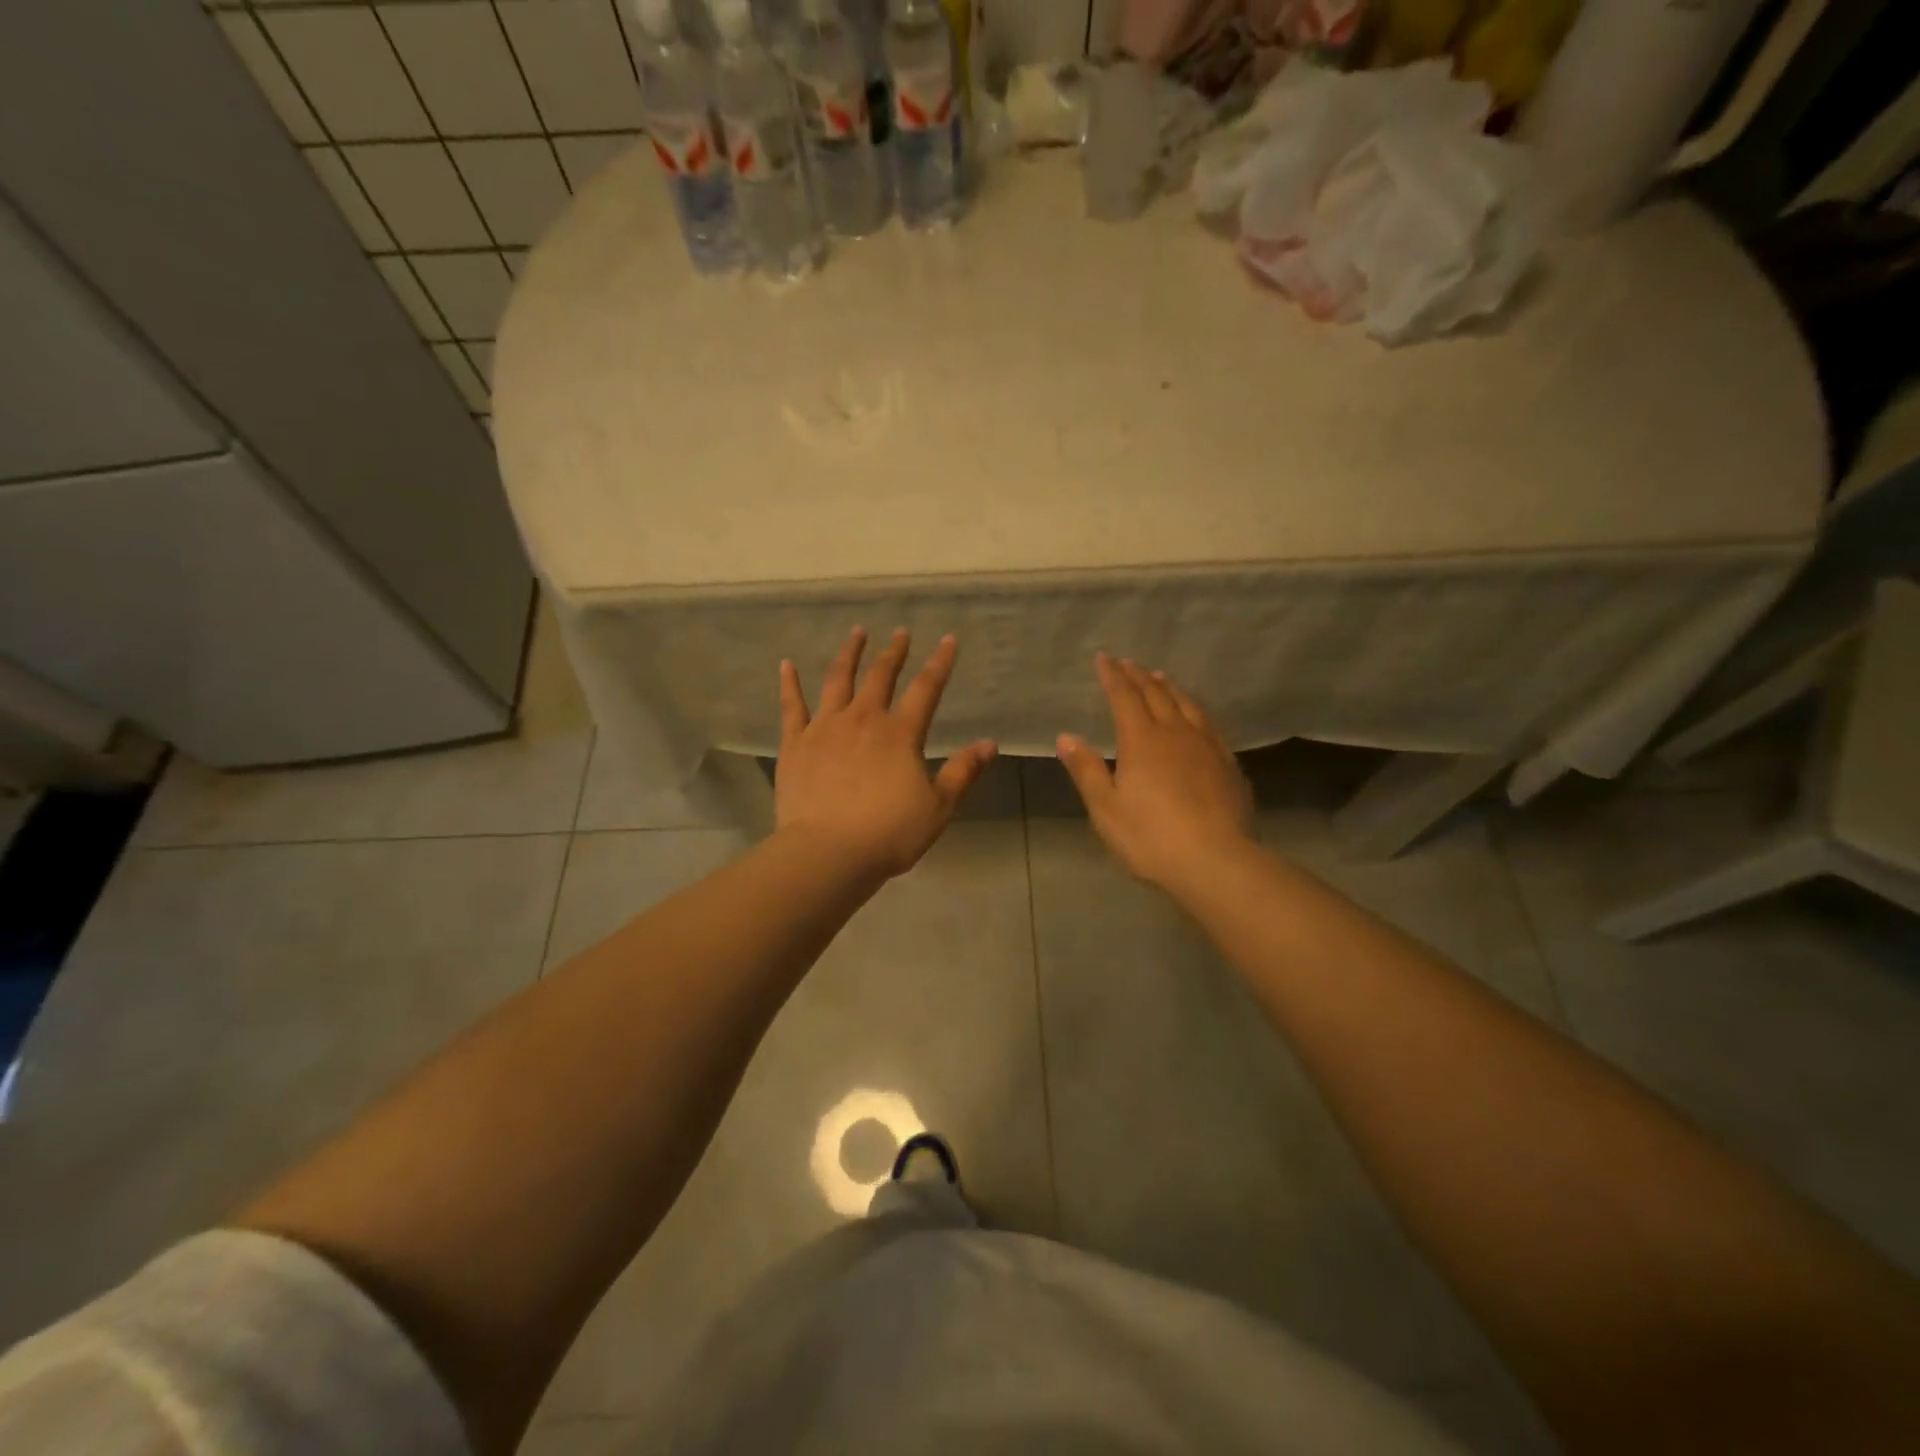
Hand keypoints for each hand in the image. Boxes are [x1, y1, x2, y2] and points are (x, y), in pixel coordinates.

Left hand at [776, 627, 996, 879]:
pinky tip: (787, 665)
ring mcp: (825, 727)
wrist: (828, 852)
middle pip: (881, 676)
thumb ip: (963, 771)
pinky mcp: (795, 743)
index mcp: (900, 733)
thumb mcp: (938, 806)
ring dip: (849, 654)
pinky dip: (790, 684)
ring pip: (838, 680)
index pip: (926, 689)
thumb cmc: (889, 833)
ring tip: (856, 633)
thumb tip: (989, 744)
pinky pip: (792, 706)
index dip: (940, 663)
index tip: (947, 639)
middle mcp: (863, 719)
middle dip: (894, 652)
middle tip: (900, 633)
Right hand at [1056, 654, 1254, 894]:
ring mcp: (1207, 747)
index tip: (1104, 658)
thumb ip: (1086, 769)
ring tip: (1161, 678)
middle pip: (1157, 695)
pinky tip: (1196, 716)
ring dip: (1170, 688)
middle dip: (1139, 677)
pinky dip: (1195, 710)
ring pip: (1187, 705)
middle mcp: (1176, 734)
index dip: (1113, 676)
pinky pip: (1209, 724)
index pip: (1125, 698)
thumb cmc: (1150, 837)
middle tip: (1129, 663)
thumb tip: (1066, 736)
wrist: (1216, 861)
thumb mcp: (1106, 808)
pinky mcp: (1228, 765)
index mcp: (1142, 741)